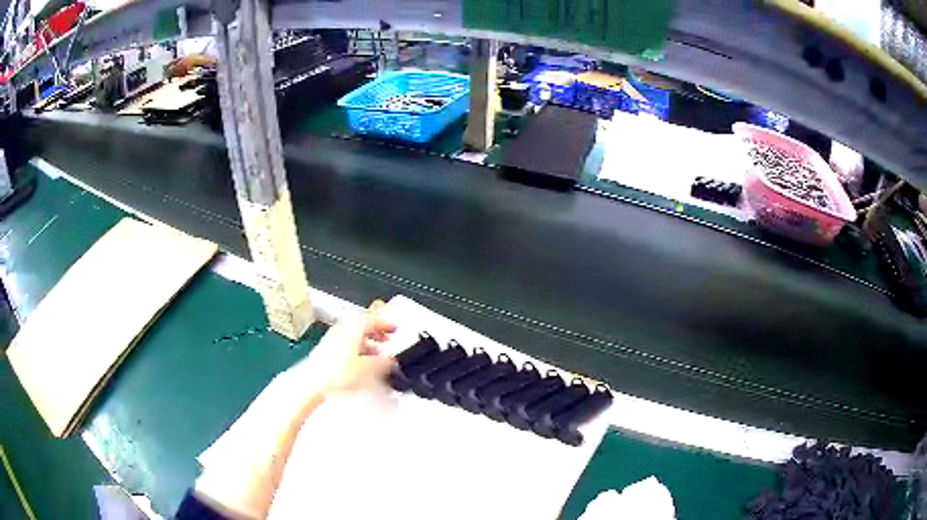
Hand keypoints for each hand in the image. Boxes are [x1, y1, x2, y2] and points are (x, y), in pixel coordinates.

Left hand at [295, 300, 397, 394]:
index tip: (394, 327)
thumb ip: (382, 363)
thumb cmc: (336, 371)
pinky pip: (346, 346)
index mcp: (352, 328)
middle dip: (376, 332)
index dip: (384, 323)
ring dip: (367, 342)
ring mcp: (333, 340)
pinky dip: (357, 350)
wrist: (314, 381)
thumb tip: (390, 362)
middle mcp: (341, 330)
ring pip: (353, 336)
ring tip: (376, 354)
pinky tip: (361, 363)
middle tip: (387, 338)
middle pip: (361, 326)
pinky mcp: (327, 352)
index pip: (371, 319)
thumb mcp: (367, 368)